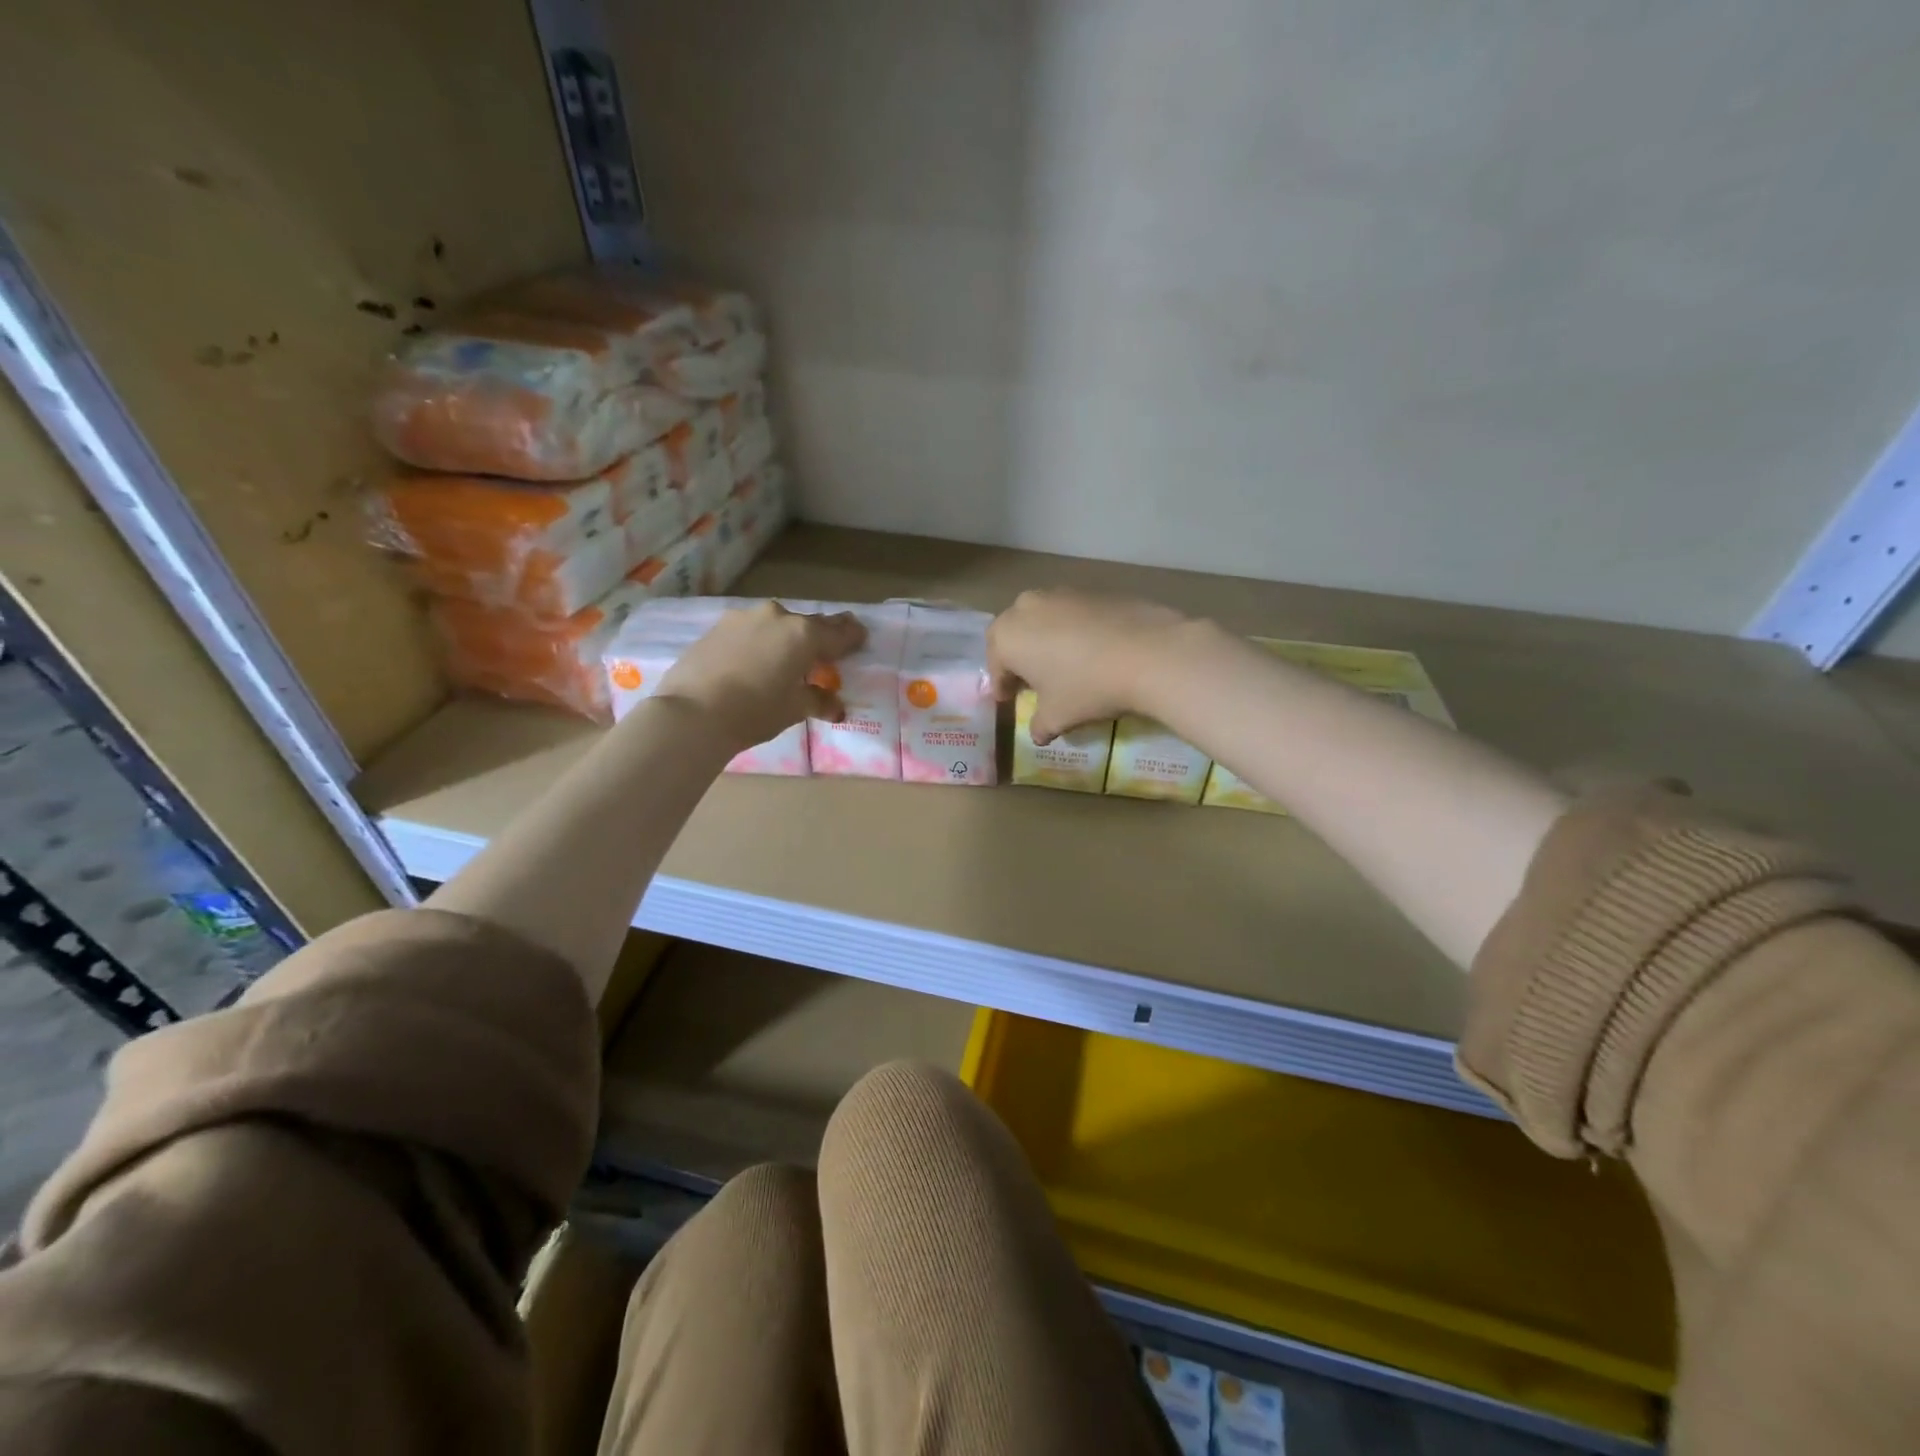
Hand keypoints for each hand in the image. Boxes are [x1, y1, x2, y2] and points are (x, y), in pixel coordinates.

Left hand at [655, 603, 865, 749]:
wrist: (692, 712)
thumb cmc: (755, 711)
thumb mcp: (794, 709)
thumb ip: (818, 701)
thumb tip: (835, 706)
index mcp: (804, 635)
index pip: (839, 633)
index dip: (853, 636)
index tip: (861, 637)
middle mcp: (778, 617)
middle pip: (809, 624)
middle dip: (821, 635)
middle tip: (828, 648)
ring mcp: (744, 618)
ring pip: (777, 624)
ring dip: (787, 637)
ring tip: (788, 656)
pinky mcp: (718, 627)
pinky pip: (751, 630)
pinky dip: (760, 641)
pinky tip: (756, 659)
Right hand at [988, 589, 1196, 743]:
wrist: (1148, 652)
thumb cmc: (1087, 687)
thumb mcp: (1058, 716)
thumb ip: (1040, 725)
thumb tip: (1038, 734)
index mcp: (1007, 637)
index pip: (996, 664)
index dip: (1002, 685)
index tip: (1009, 700)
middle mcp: (1026, 608)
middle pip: (1013, 634)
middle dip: (1019, 657)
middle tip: (1030, 680)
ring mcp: (1060, 594)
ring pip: (1041, 620)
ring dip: (1044, 640)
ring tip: (1061, 664)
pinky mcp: (1091, 590)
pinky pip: (1070, 614)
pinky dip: (1071, 631)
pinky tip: (1089, 650)